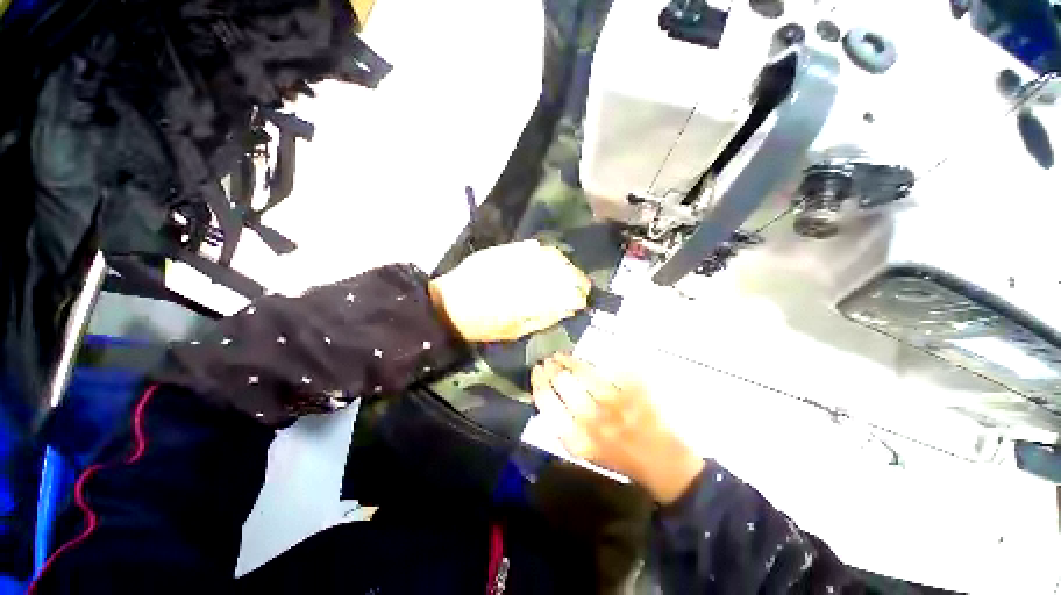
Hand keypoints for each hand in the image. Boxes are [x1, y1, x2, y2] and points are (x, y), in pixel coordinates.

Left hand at [428, 240, 590, 342]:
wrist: (449, 305)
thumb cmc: (482, 325)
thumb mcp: (516, 331)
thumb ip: (543, 318)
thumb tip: (569, 308)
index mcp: (528, 301)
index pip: (564, 292)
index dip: (578, 293)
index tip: (584, 297)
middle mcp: (524, 278)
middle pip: (560, 271)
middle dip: (576, 277)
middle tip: (580, 284)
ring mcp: (514, 261)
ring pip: (549, 257)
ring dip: (563, 263)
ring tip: (566, 271)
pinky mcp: (502, 252)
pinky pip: (530, 248)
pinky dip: (544, 252)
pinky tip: (548, 257)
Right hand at [531, 354, 704, 503]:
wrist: (663, 464)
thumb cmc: (618, 458)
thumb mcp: (583, 451)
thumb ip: (563, 425)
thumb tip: (546, 392)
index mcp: (576, 440)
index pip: (546, 401)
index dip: (538, 381)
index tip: (536, 370)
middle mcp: (593, 421)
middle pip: (562, 382)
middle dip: (552, 367)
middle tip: (549, 361)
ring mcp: (615, 404)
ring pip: (583, 372)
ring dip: (569, 360)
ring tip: (563, 356)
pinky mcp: (634, 390)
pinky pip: (608, 368)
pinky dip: (592, 362)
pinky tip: (586, 360)